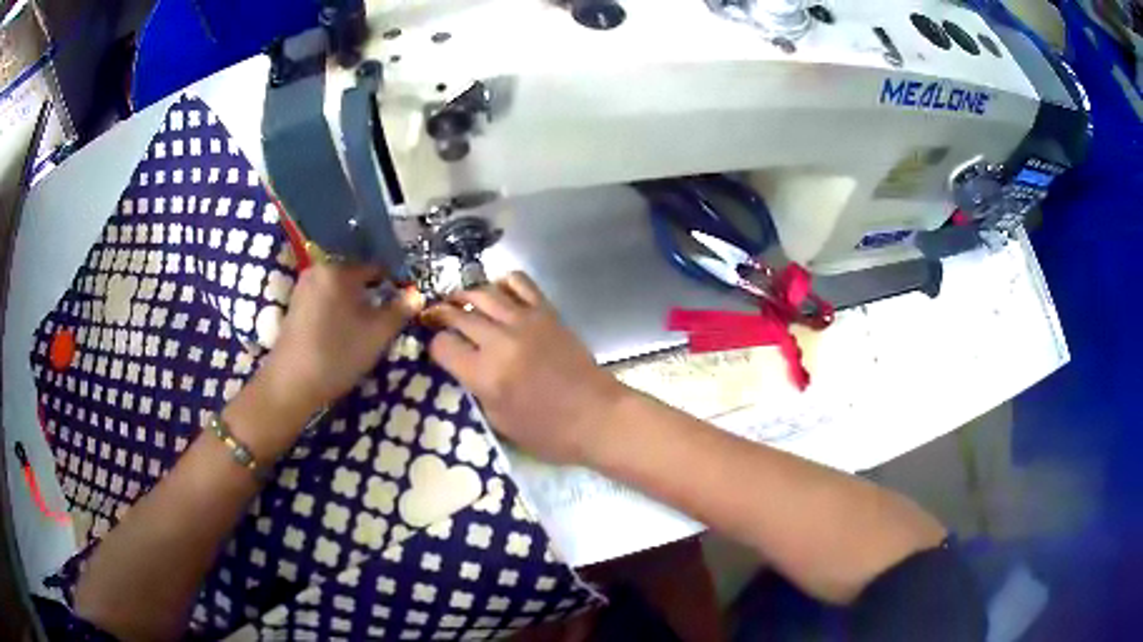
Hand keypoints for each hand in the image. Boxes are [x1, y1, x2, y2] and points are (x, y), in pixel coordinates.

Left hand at [256, 263, 422, 420]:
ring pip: (340, 291)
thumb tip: (416, 294)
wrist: (291, 383)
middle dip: (373, 296)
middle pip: (356, 278)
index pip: (377, 268)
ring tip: (366, 330)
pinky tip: (343, 335)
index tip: (404, 307)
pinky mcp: (295, 307)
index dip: (394, 286)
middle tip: (386, 321)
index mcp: (339, 269)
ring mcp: (303, 288)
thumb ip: (400, 310)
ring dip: (355, 306)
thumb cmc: (337, 354)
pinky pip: (325, 301)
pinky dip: (338, 312)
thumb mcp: (378, 334)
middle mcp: (318, 270)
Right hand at [424, 272, 625, 464]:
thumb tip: (462, 364)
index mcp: (485, 374)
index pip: (443, 345)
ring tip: (457, 301)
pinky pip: (520, 283)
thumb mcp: (499, 421)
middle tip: (432, 316)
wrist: (597, 417)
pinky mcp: (547, 312)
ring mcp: (525, 321)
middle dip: (439, 314)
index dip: (433, 346)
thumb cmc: (548, 432)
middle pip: (457, 314)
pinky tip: (497, 293)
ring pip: (483, 292)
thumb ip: (475, 388)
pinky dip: (502, 282)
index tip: (437, 349)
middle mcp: (500, 340)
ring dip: (464, 294)